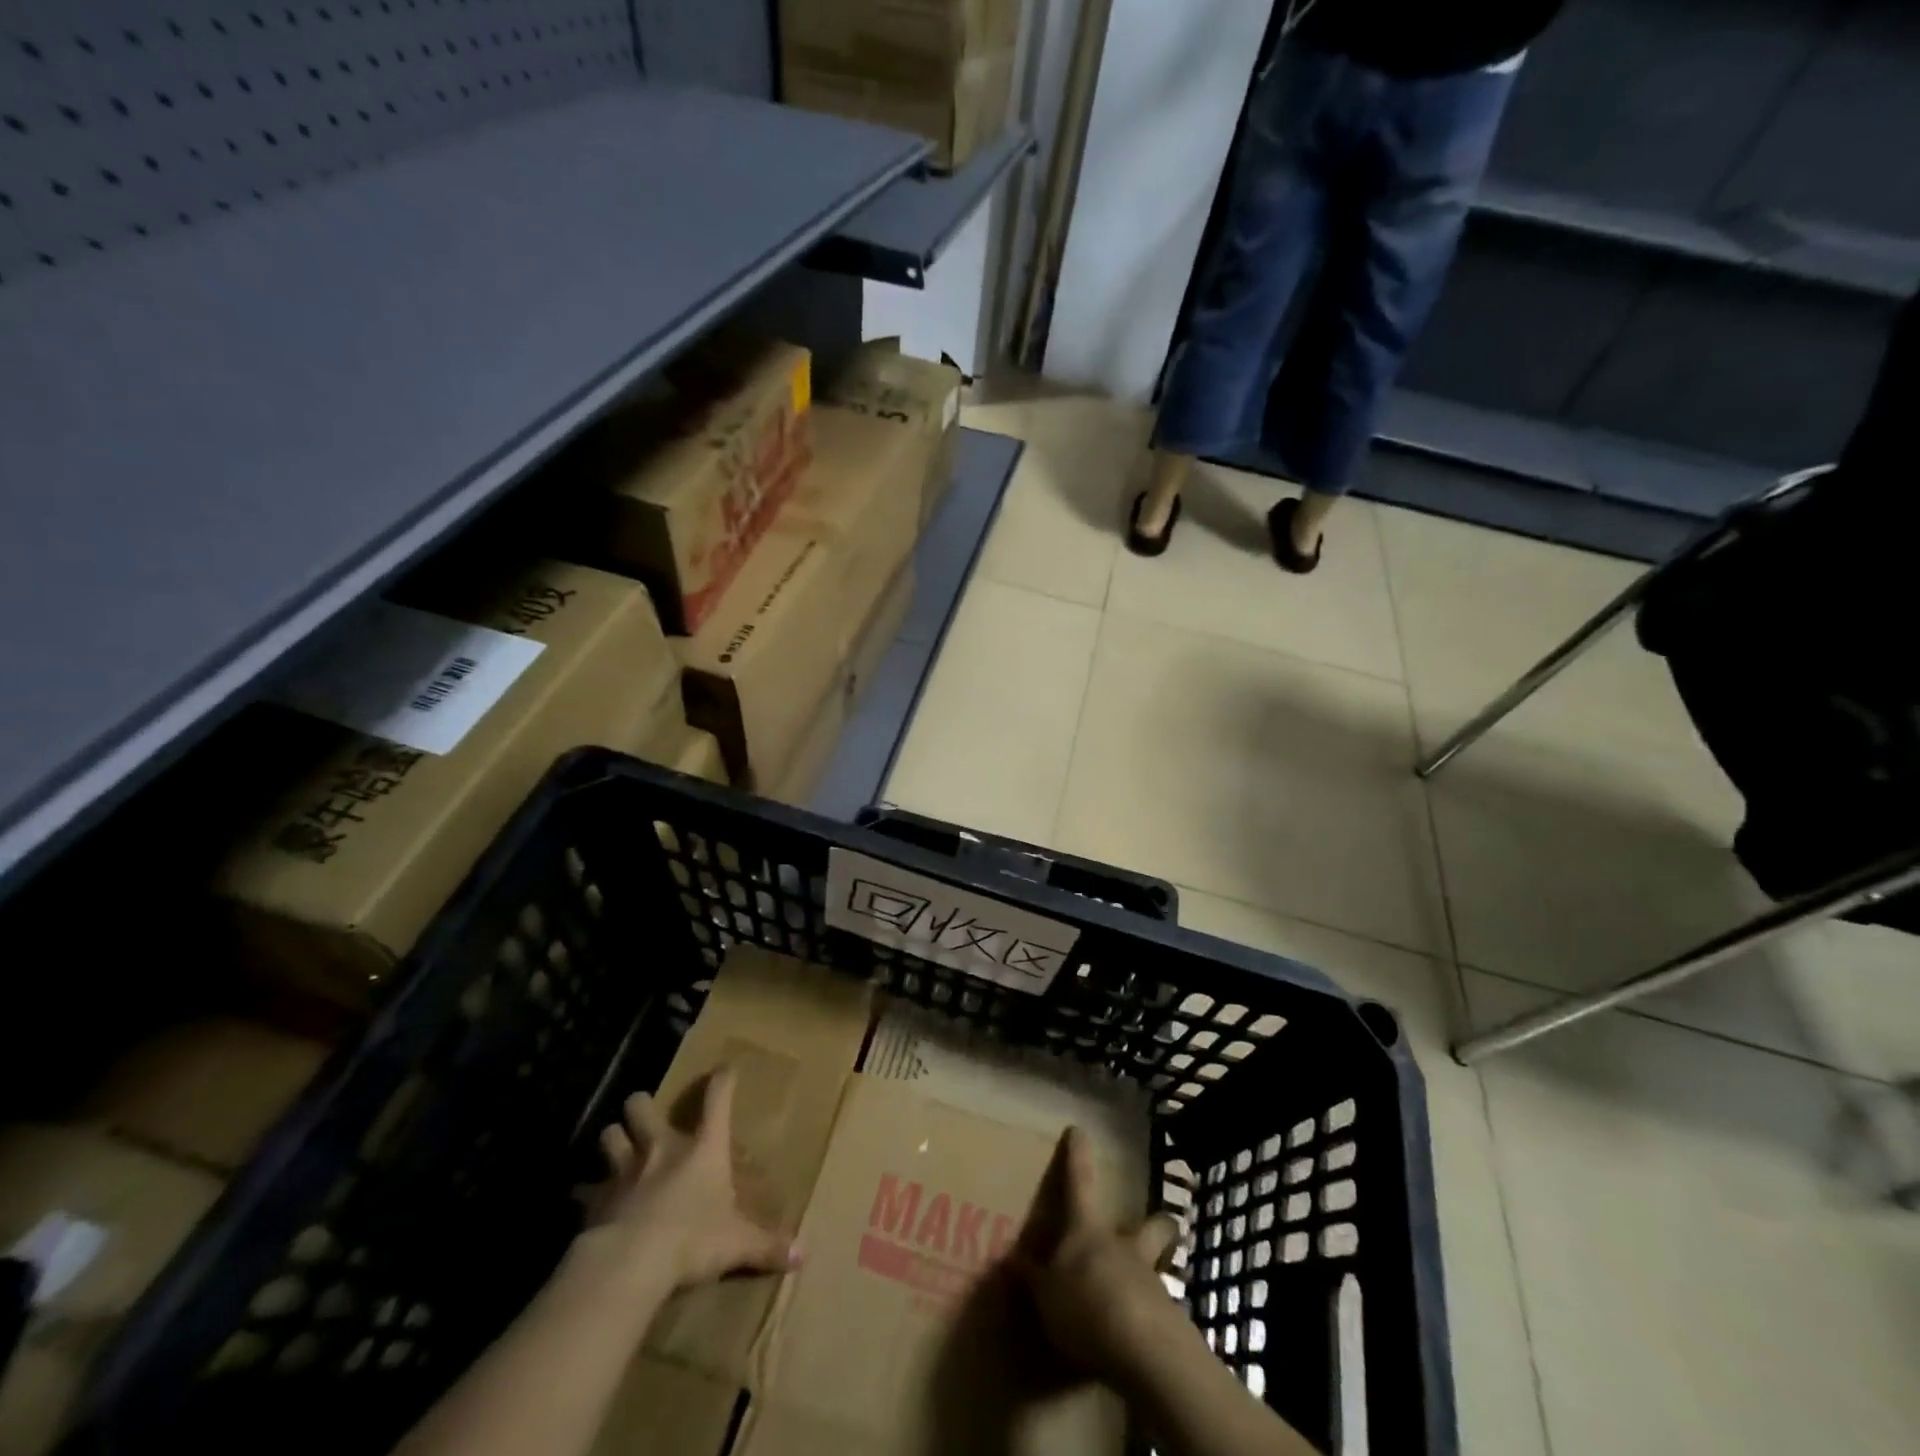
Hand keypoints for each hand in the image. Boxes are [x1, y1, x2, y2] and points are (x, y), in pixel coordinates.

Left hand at [578, 1069, 797, 1289]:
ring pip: (609, 1135)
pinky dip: (586, 1193)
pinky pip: (584, 1189)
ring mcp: (623, 1170)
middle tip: (647, 1117)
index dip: (723, 1080)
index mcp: (702, 1148)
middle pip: (641, 1106)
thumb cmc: (692, 1240)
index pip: (717, 1098)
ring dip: (614, 1139)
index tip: (725, 1070)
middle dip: (642, 1106)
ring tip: (618, 1149)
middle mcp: (661, 1148)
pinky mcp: (594, 1200)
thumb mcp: (737, 1244)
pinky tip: (588, 1201)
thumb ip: (767, 1246)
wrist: (630, 1264)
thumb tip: (804, 1255)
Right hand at [1013, 1126, 1186, 1388]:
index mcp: (1088, 1231)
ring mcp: (1152, 1281)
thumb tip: (1013, 1262)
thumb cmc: (1084, 1305)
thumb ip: (1034, 1279)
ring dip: (1148, 1278)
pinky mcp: (1170, 1321)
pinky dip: (1149, 1320)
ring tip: (1134, 1302)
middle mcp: (1124, 1247)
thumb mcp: (1046, 1296)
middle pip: (1150, 1226)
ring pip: (1157, 1267)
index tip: (1078, 1130)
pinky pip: (1159, 1313)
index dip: (1077, 1155)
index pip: (1080, 1182)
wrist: (1141, 1347)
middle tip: (1157, 1226)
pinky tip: (1137, 1341)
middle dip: (1156, 1225)